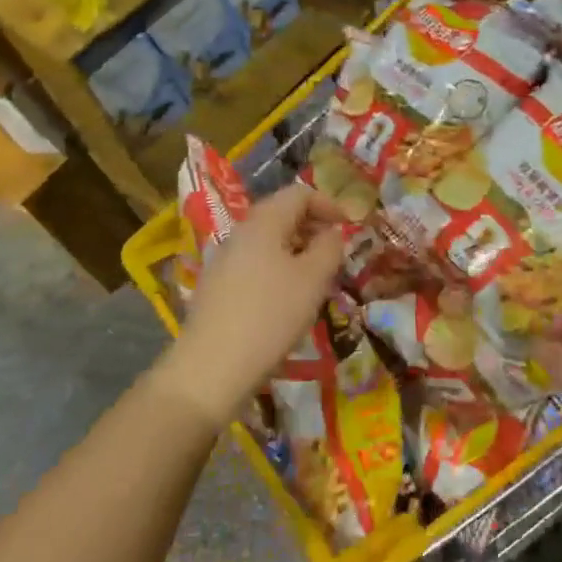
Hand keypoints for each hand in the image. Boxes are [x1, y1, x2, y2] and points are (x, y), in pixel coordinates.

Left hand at [155, 185, 345, 429]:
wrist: (211, 368)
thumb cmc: (270, 315)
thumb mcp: (313, 279)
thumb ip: (329, 248)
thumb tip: (333, 232)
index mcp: (263, 221)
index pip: (299, 193)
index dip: (329, 204)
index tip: (350, 228)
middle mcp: (240, 232)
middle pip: (281, 214)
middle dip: (313, 228)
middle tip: (336, 255)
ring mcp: (223, 260)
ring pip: (268, 242)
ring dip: (297, 251)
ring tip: (316, 281)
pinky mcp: (216, 287)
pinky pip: (254, 265)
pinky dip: (277, 270)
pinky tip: (286, 301)